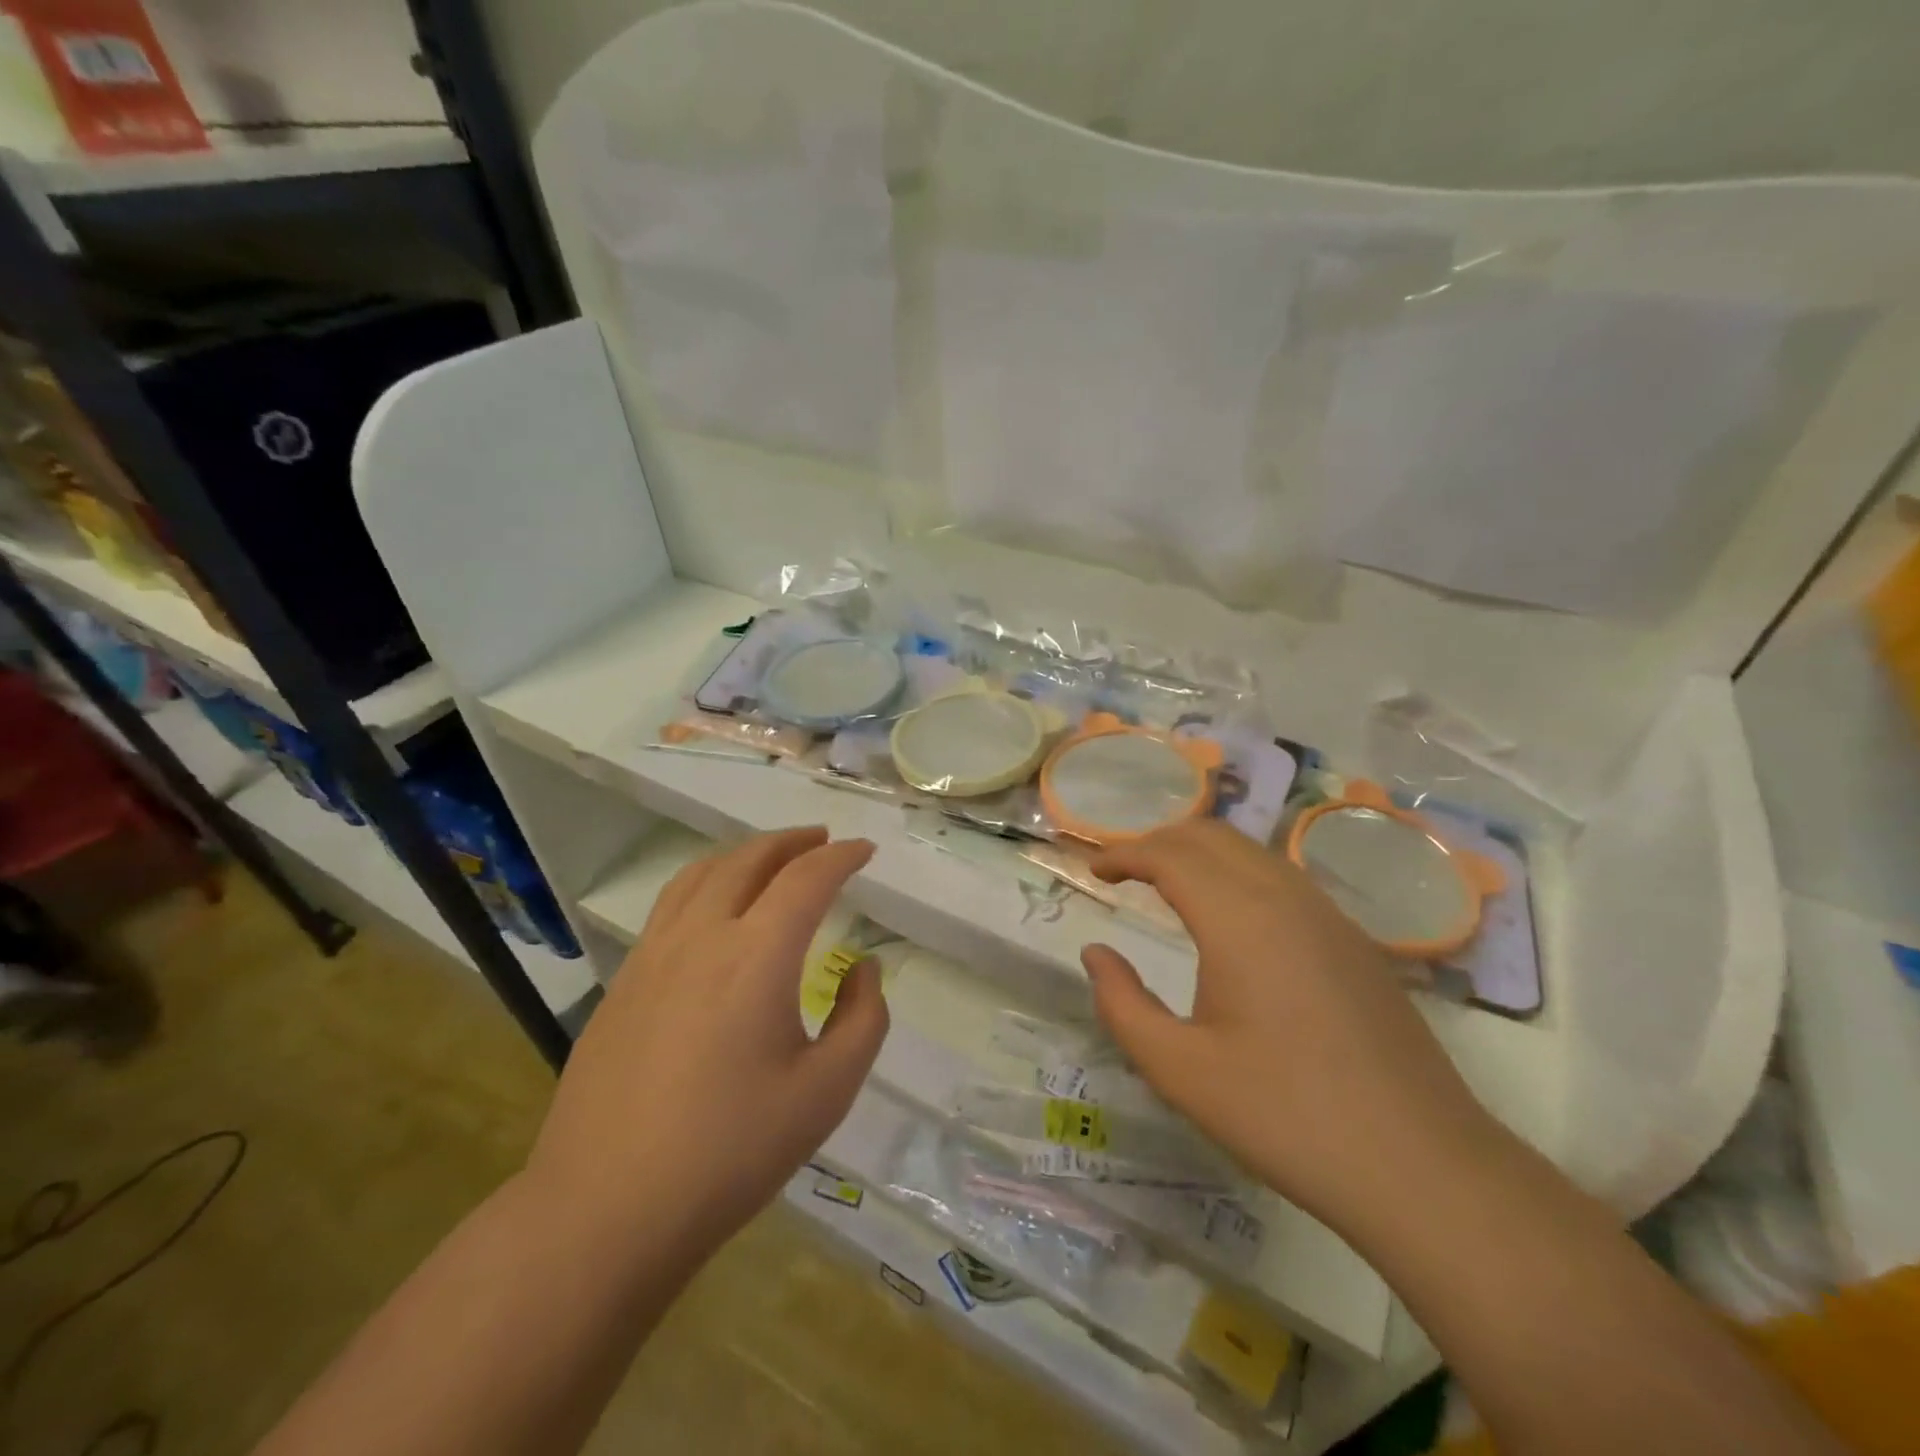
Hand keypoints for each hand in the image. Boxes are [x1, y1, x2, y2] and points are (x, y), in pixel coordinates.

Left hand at [528, 828, 885, 1248]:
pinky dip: (707, 882)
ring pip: (702, 874)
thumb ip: (862, 1020)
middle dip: (792, 842)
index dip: (841, 857)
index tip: (865, 851)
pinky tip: (715, 910)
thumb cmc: (731, 1152)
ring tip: (771, 859)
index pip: (806, 878)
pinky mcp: (622, 982)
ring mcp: (653, 956)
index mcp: (756, 955)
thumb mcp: (826, 1093)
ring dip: (745, 854)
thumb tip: (862, 969)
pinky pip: (671, 905)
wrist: (605, 1210)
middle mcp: (702, 936)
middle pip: (749, 859)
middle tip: (822, 840)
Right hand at [1081, 820, 1499, 1228]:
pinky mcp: (1355, 941)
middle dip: (1160, 841)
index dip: (1125, 854)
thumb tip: (1096, 953)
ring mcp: (1329, 916)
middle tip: (1125, 872)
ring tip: (1169, 887)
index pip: (1170, 854)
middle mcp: (1286, 898)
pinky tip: (1232, 920)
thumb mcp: (1180, 1071)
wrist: (1422, 1167)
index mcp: (1240, 920)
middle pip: (1212, 835)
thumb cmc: (1286, 1117)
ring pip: (1252, 851)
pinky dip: (1239, 874)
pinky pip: (1284, 878)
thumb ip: (1122, 1004)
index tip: (1096, 873)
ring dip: (1202, 854)